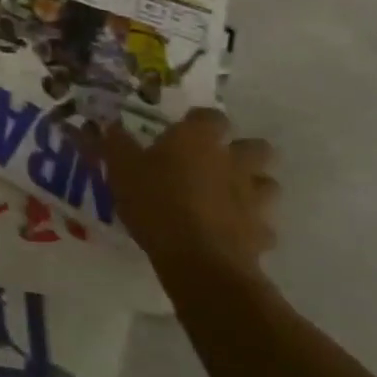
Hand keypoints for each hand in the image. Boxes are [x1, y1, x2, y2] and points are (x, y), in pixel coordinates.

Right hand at [91, 108, 278, 280]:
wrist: (198, 259)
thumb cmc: (155, 201)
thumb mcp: (120, 168)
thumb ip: (116, 143)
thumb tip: (108, 125)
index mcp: (199, 140)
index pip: (212, 116)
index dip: (200, 121)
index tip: (184, 129)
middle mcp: (233, 162)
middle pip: (257, 147)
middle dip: (242, 152)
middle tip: (215, 161)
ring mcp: (253, 199)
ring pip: (267, 184)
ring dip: (253, 187)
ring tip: (227, 196)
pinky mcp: (261, 234)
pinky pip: (262, 226)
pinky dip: (250, 227)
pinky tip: (229, 233)